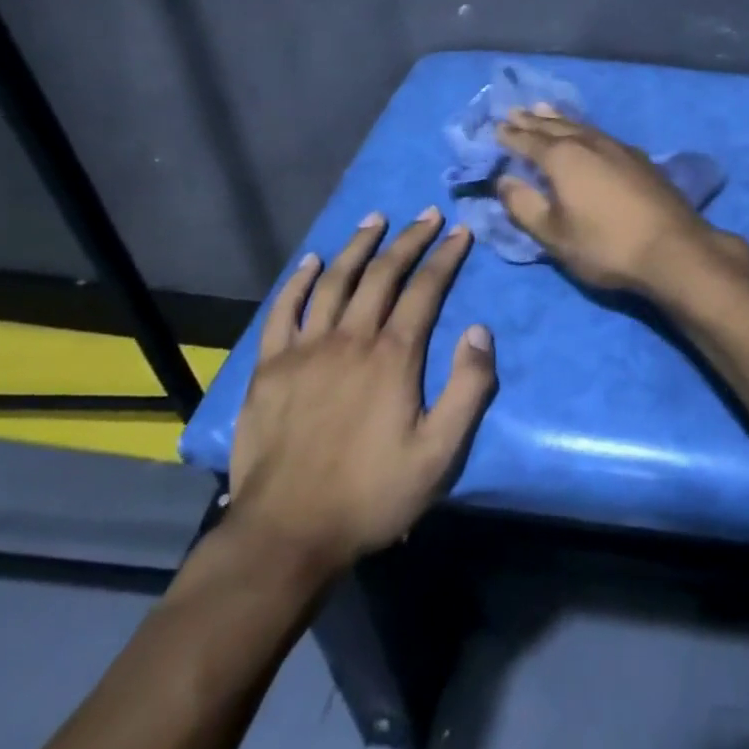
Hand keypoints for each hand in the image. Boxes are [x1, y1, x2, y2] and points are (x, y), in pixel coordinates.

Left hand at [226, 210, 496, 587]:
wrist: (286, 534)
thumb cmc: (371, 494)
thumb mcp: (439, 453)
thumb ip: (468, 389)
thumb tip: (480, 331)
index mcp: (393, 356)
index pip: (425, 289)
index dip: (445, 256)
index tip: (460, 230)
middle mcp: (350, 339)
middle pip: (382, 274)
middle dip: (409, 239)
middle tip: (426, 214)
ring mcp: (305, 350)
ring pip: (334, 281)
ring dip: (357, 246)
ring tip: (375, 219)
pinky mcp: (269, 368)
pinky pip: (283, 311)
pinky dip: (299, 282)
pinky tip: (312, 262)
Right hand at [495, 105, 720, 294]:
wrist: (673, 247)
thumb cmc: (605, 245)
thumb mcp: (554, 234)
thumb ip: (524, 205)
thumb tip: (503, 181)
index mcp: (563, 158)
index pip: (529, 142)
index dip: (511, 136)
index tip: (497, 128)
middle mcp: (589, 143)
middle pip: (555, 127)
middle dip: (533, 121)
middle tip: (516, 111)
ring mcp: (618, 147)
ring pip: (581, 126)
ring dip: (560, 118)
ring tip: (545, 109)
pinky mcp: (639, 158)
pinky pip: (601, 133)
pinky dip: (584, 128)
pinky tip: (588, 133)